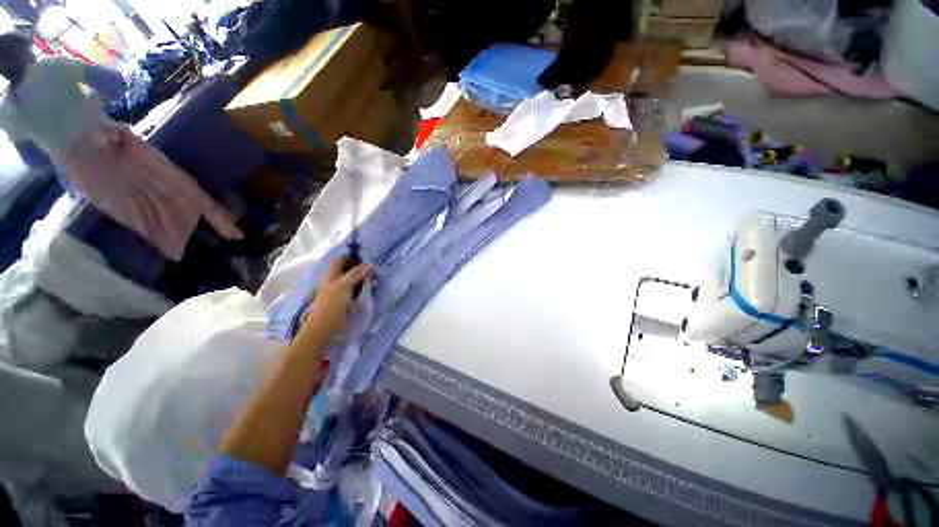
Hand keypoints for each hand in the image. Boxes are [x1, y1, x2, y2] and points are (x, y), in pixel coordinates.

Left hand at [297, 258, 370, 345]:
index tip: (365, 257)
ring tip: (373, 279)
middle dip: (359, 268)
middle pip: (347, 270)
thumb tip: (369, 265)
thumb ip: (355, 273)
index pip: (340, 260)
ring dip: (361, 279)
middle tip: (373, 270)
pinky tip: (367, 291)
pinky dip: (361, 289)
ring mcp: (338, 292)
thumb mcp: (344, 286)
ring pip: (351, 280)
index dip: (351, 257)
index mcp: (331, 275)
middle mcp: (334, 281)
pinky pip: (353, 291)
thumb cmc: (332, 305)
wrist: (324, 328)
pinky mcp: (343, 302)